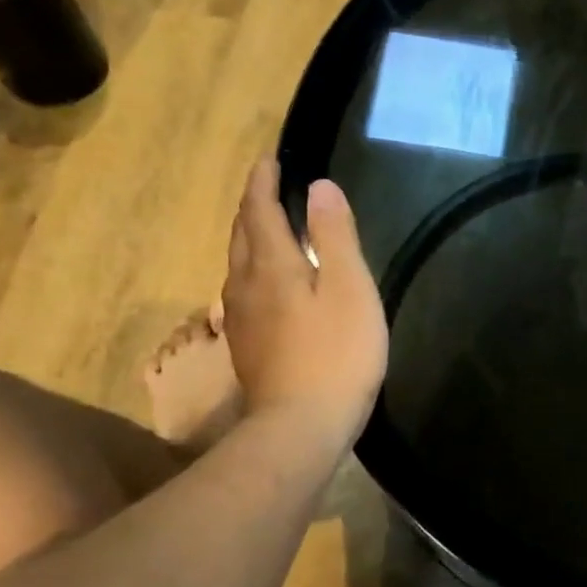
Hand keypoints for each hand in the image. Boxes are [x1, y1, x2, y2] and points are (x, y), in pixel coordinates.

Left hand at [221, 159, 387, 443]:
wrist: (301, 427)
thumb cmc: (336, 353)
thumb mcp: (349, 288)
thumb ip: (334, 236)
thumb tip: (320, 187)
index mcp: (271, 265)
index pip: (259, 211)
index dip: (262, 183)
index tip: (268, 159)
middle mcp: (245, 285)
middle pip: (241, 235)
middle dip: (252, 206)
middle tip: (266, 187)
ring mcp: (242, 319)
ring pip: (238, 264)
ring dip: (249, 237)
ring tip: (266, 227)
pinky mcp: (248, 346)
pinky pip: (243, 290)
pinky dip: (253, 269)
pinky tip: (266, 283)